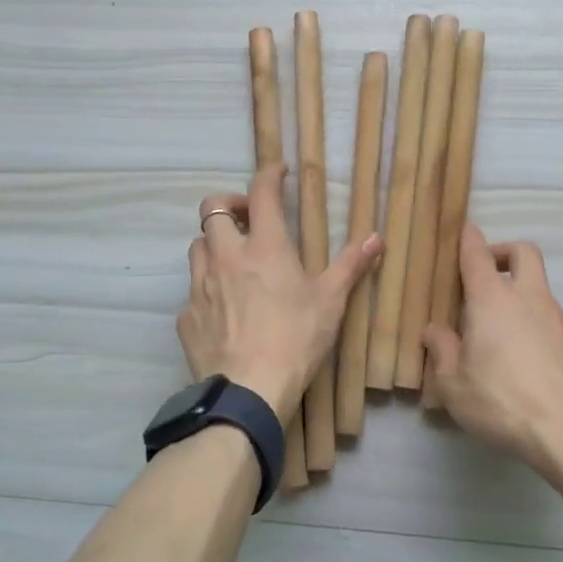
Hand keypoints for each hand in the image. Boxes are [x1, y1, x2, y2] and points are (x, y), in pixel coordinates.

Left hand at [179, 162, 382, 420]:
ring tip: (232, 259)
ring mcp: (201, 286)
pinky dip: (206, 288)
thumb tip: (376, 237)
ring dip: (213, 243)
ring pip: (197, 246)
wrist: (248, 392)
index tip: (277, 170)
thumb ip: (351, 265)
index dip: (269, 174)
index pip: (262, 192)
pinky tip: (222, 308)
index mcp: (265, 246)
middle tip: (248, 218)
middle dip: (229, 204)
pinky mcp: (186, 317)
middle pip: (212, 209)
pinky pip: (192, 291)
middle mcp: (226, 257)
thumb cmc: (296, 339)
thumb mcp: (331, 301)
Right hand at [421, 224, 562, 464]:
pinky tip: (522, 355)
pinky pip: (550, 318)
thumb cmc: (500, 399)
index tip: (462, 230)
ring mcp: (556, 318)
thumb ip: (441, 349)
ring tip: (497, 326)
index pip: (477, 253)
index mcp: (492, 298)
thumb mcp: (452, 382)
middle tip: (484, 273)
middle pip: (524, 252)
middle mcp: (527, 297)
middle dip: (504, 252)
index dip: (468, 237)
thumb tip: (434, 330)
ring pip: (539, 286)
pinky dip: (534, 322)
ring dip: (520, 292)